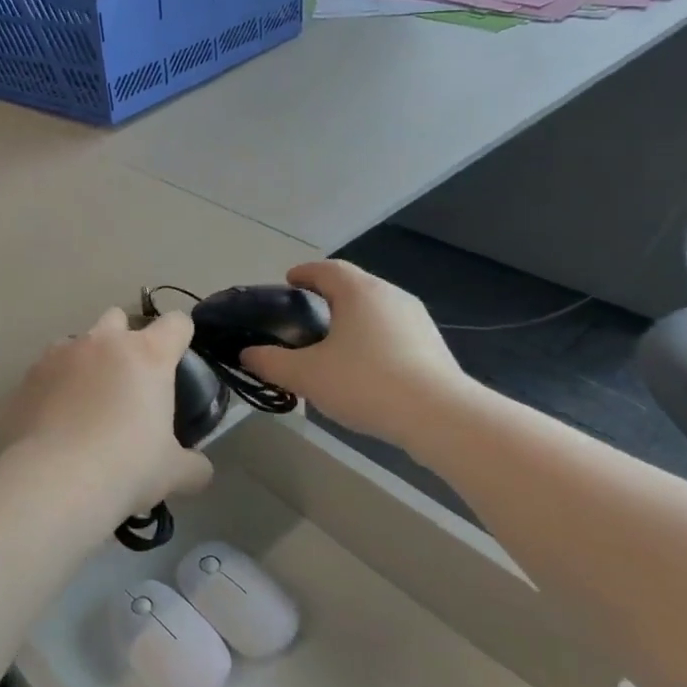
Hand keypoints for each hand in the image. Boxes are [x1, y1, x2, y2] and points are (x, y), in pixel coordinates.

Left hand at [5, 307, 211, 519]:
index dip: (180, 338)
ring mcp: (59, 354)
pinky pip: (46, 371)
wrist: (54, 481)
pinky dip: (54, 387)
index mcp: (147, 354)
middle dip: (124, 340)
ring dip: (86, 362)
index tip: (177, 362)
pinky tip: (55, 421)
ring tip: (86, 404)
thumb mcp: (174, 473)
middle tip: (128, 383)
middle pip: (118, 318)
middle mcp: (103, 343)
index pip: (176, 323)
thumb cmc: (126, 467)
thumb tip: (198, 468)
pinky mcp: (27, 376)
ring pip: (77, 342)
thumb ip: (193, 464)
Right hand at [239, 261, 469, 443]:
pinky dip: (373, 339)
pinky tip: (364, 367)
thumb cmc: (365, 382)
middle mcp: (390, 295)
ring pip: (376, 310)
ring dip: (353, 318)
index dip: (304, 273)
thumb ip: (270, 362)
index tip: (289, 281)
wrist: (439, 416)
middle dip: (328, 296)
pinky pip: (394, 332)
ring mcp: (417, 320)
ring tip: (333, 342)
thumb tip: (247, 354)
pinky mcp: (433, 346)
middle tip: (306, 314)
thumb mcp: (306, 375)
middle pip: (354, 286)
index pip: (326, 269)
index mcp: (359, 291)